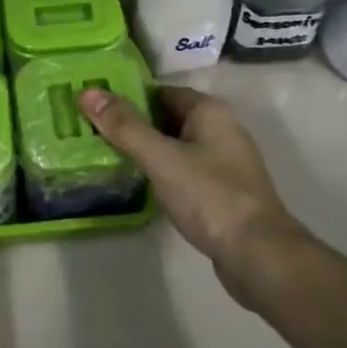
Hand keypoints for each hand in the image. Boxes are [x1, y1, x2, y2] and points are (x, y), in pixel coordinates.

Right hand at [78, 86, 309, 307]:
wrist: (258, 255)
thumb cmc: (210, 196)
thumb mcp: (161, 158)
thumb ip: (125, 126)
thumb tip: (88, 93)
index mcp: (210, 112)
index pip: (161, 92)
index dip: (128, 96)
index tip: (94, 106)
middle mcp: (221, 129)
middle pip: (168, 117)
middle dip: (133, 124)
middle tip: (92, 131)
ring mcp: (224, 162)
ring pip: (175, 146)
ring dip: (147, 149)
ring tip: (106, 155)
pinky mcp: (222, 191)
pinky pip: (184, 170)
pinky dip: (162, 171)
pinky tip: (140, 183)